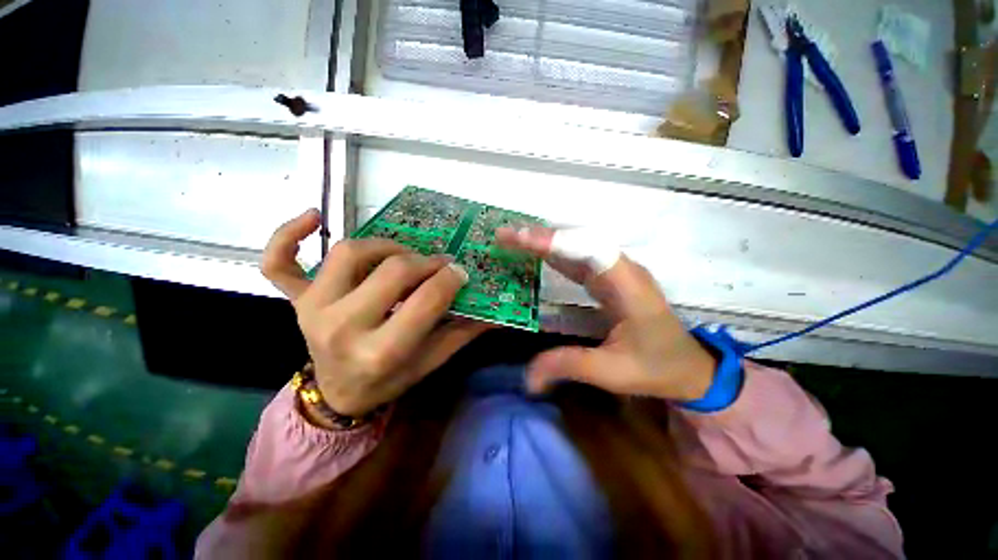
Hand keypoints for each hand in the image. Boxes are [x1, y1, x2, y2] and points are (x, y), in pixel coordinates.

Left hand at [263, 209, 490, 415]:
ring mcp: (311, 310)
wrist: (338, 394)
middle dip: (425, 262)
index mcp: (380, 352)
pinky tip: (312, 217)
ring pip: (349, 254)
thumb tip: (492, 309)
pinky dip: (287, 236)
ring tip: (403, 256)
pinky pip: (279, 263)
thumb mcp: (431, 362)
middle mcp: (342, 327)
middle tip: (439, 263)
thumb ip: (462, 333)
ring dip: (384, 247)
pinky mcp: (296, 301)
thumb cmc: (388, 380)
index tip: (460, 271)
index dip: (448, 280)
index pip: (424, 301)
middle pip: (391, 272)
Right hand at [496, 226, 715, 401]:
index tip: (522, 239)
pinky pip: (579, 258)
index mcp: (630, 287)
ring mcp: (617, 271)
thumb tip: (527, 378)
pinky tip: (535, 253)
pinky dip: (554, 253)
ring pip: (579, 245)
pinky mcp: (609, 278)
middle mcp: (624, 270)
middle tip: (504, 236)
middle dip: (541, 237)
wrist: (689, 366)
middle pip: (581, 241)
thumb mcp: (612, 373)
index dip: (557, 242)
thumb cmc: (657, 367)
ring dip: (545, 241)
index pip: (591, 251)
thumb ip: (568, 366)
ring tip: (512, 239)